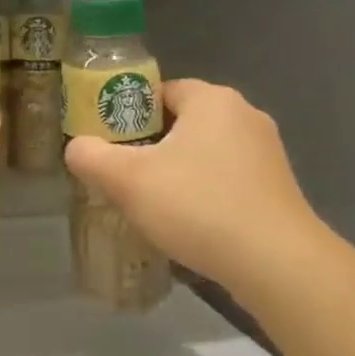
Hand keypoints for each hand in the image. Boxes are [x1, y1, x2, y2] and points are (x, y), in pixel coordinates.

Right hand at [64, 79, 331, 285]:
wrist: (277, 265)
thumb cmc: (199, 206)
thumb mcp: (127, 180)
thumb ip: (91, 156)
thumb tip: (76, 148)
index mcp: (212, 100)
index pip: (160, 90)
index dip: (129, 112)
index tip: (109, 141)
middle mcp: (245, 116)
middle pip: (183, 121)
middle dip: (150, 144)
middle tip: (123, 173)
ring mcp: (267, 153)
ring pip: (206, 152)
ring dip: (178, 170)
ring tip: (151, 201)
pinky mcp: (278, 188)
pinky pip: (228, 178)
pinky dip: (205, 191)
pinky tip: (189, 221)